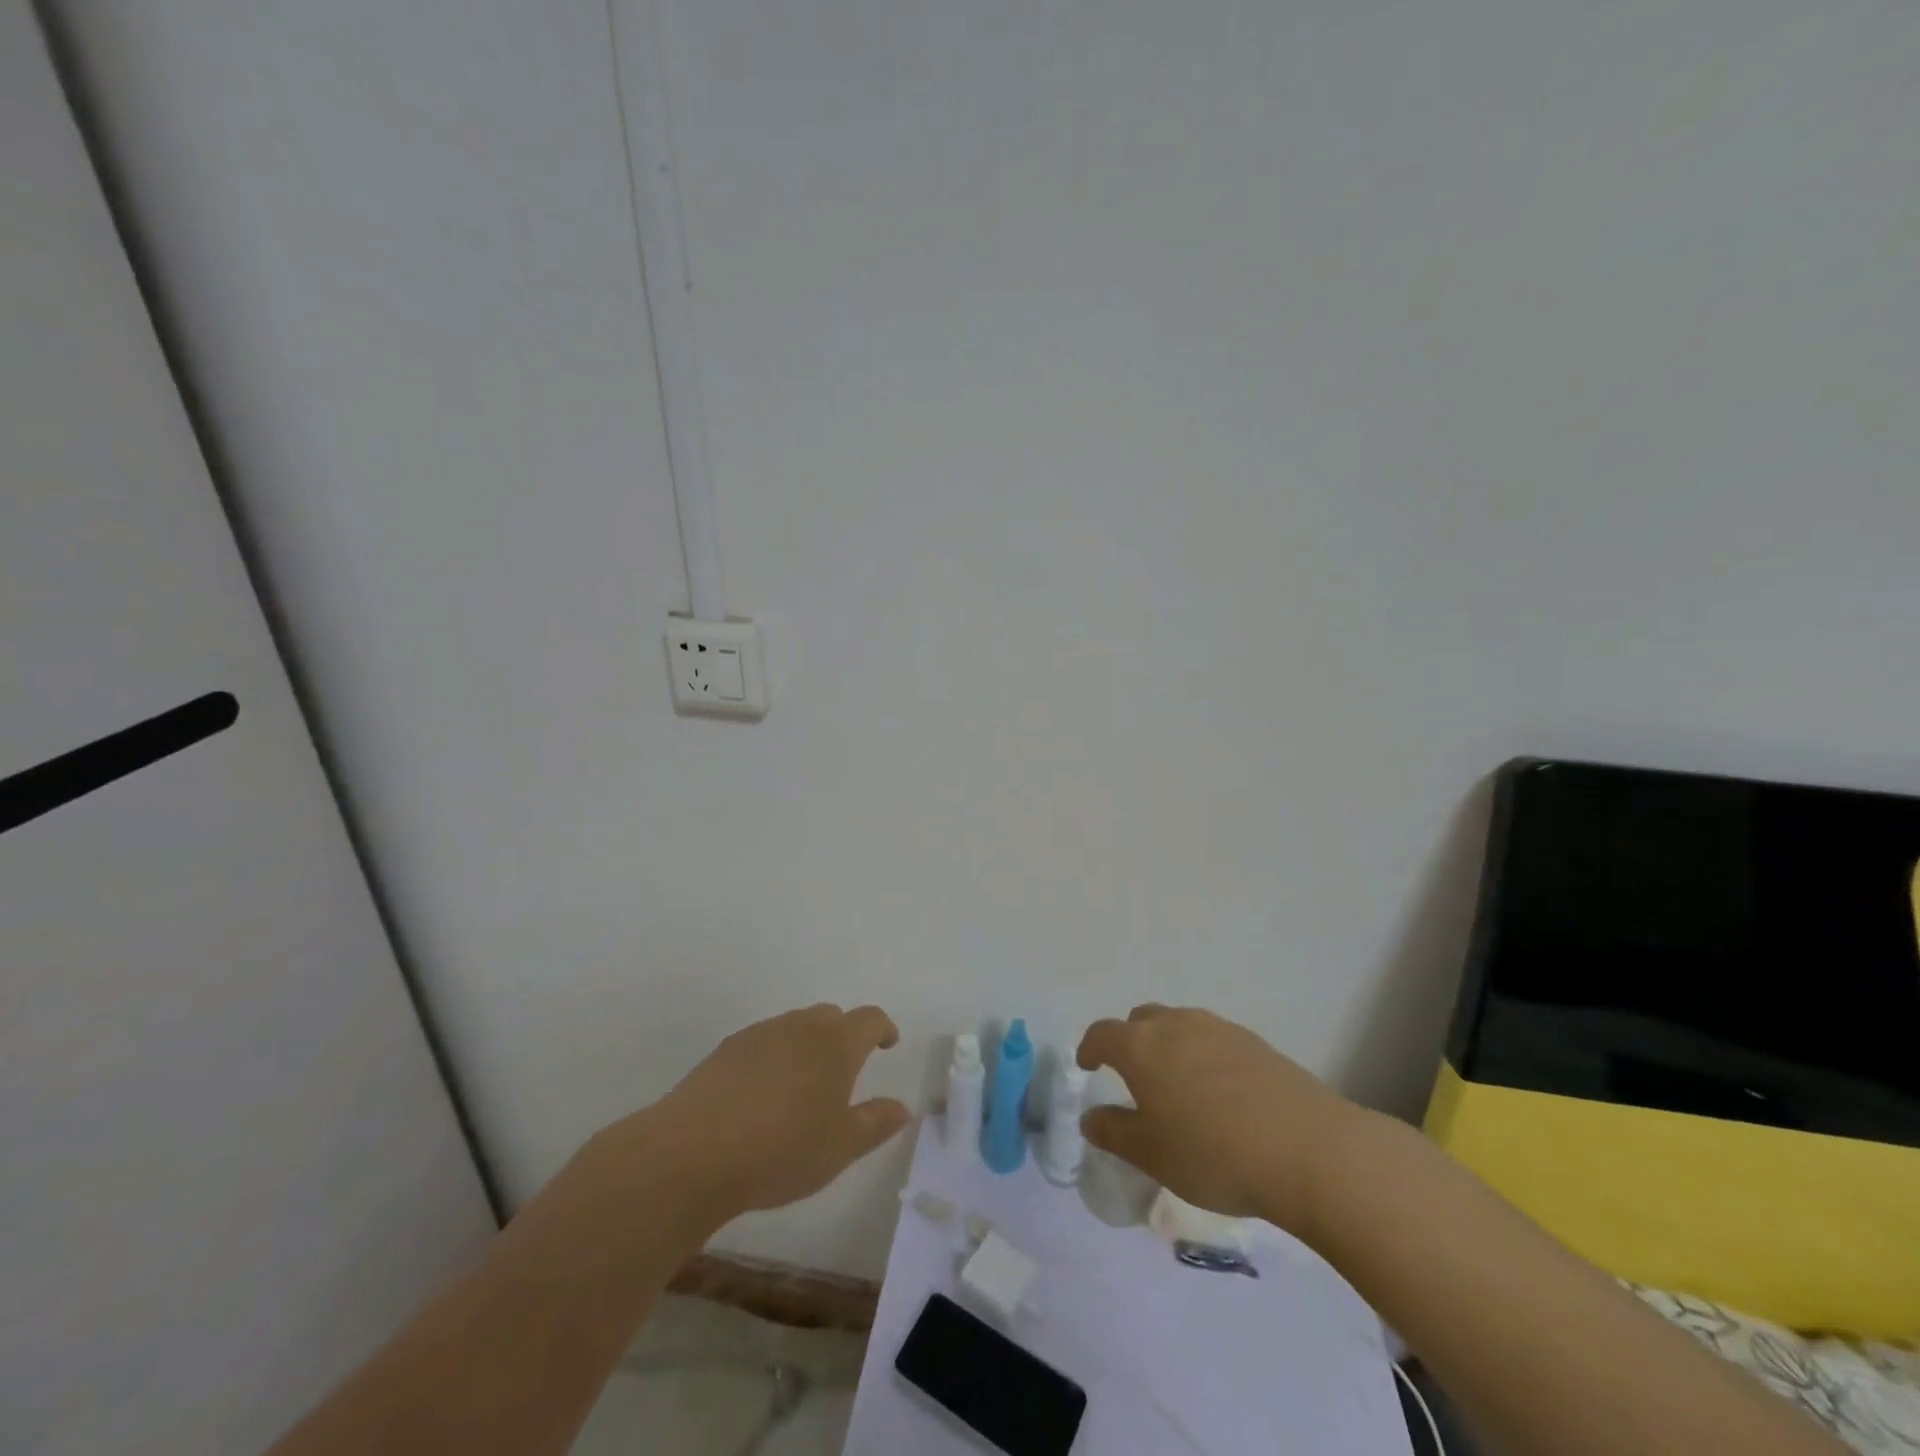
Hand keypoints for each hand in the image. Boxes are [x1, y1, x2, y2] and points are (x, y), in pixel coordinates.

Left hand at [640, 1004, 911, 1219]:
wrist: (693, 1153)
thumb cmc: (781, 1151)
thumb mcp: (840, 1148)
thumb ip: (875, 1123)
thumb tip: (902, 1108)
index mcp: (837, 1044)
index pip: (870, 1019)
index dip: (883, 1028)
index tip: (888, 1043)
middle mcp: (801, 1027)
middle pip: (831, 1016)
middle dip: (844, 1035)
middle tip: (845, 1070)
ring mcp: (761, 1034)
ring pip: (795, 1025)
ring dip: (808, 1044)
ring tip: (803, 1084)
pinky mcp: (727, 1049)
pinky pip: (764, 1040)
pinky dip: (775, 1056)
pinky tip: (763, 1092)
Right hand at [1077, 1004, 1367, 1231]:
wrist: (1309, 1150)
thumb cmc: (1214, 1154)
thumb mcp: (1152, 1155)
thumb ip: (1114, 1133)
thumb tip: (1091, 1118)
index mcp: (1141, 1046)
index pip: (1102, 1033)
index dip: (1090, 1047)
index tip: (1088, 1066)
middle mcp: (1176, 1024)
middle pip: (1141, 1020)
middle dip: (1130, 1041)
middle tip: (1134, 1077)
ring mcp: (1218, 1029)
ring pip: (1180, 1025)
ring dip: (1169, 1047)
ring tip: (1178, 1086)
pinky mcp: (1255, 1042)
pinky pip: (1214, 1039)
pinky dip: (1203, 1056)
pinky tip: (1220, 1094)